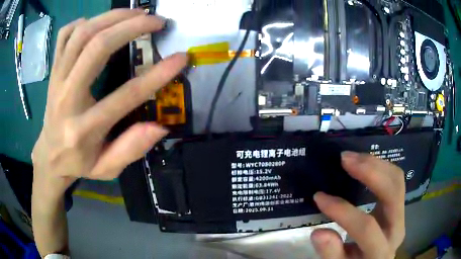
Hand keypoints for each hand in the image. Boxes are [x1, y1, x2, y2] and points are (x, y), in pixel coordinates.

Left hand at [31, 9, 187, 198]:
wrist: (50, 156)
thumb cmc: (79, 163)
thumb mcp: (107, 169)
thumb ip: (131, 149)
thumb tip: (160, 126)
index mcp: (83, 129)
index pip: (124, 96)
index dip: (157, 75)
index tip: (180, 58)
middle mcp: (67, 98)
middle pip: (97, 47)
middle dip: (132, 26)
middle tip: (157, 21)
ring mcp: (57, 80)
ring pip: (82, 34)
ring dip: (112, 16)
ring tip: (136, 13)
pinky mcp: (53, 71)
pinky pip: (65, 35)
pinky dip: (83, 22)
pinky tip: (98, 24)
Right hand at [311, 151, 405, 258]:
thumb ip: (331, 253)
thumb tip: (318, 232)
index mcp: (381, 250)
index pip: (366, 227)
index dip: (342, 211)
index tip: (319, 197)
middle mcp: (397, 228)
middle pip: (393, 192)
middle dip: (370, 172)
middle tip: (345, 159)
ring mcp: (401, 213)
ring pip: (397, 179)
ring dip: (375, 164)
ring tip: (352, 157)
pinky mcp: (399, 204)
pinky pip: (395, 179)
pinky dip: (380, 166)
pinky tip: (364, 163)